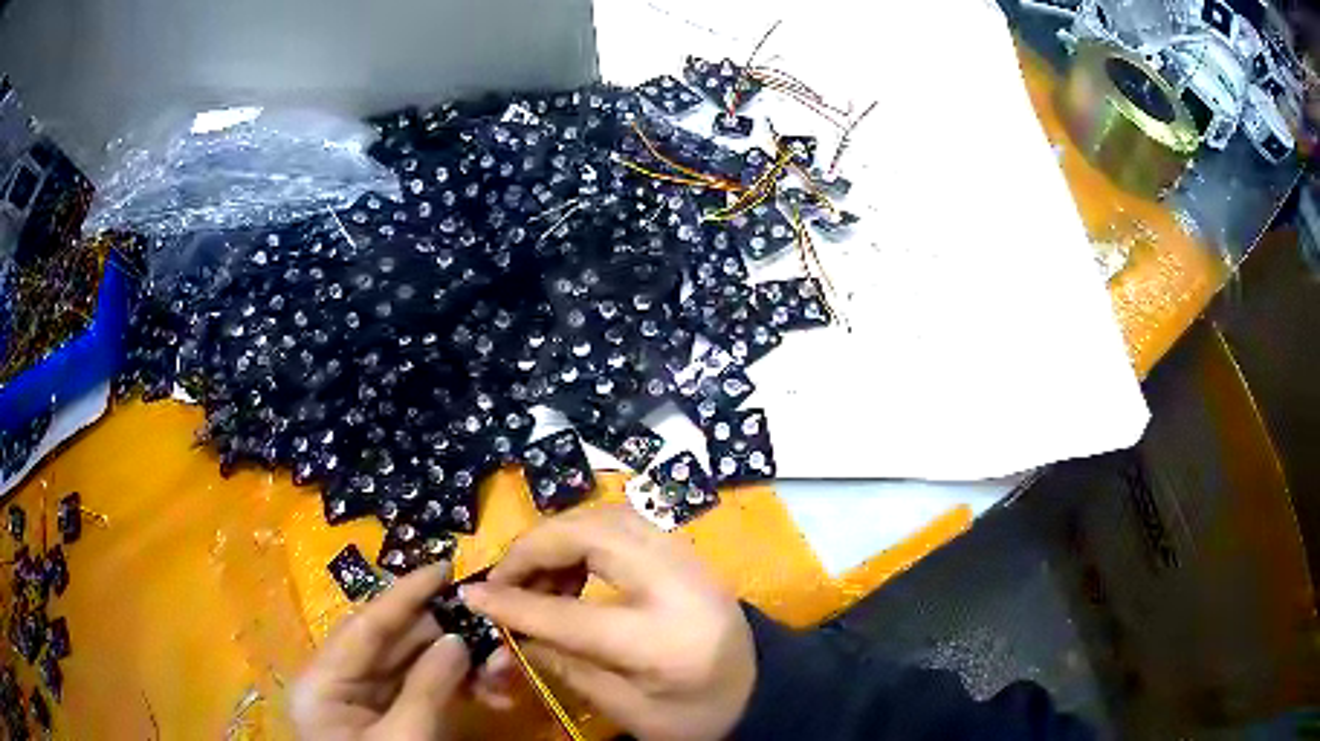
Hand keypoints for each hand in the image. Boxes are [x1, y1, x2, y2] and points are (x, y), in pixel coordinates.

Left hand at [291, 563, 469, 740]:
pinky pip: (415, 689)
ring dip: (451, 660)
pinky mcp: (382, 717)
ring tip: (493, 658)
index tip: (444, 565)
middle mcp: (337, 681)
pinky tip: (482, 684)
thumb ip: (428, 689)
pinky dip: (448, 684)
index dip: (405, 594)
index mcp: (323, 681)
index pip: (366, 625)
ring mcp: (360, 700)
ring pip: (407, 666)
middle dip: (440, 632)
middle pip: (389, 643)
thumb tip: (456, 638)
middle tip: (485, 617)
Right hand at [461, 505, 755, 740]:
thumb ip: (567, 665)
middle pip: (590, 537)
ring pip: (606, 516)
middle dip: (533, 549)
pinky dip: (584, 534)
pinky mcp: (686, 550)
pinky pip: (623, 521)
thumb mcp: (630, 711)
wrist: (764, 688)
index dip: (514, 603)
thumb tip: (511, 630)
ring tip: (535, 576)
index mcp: (664, 639)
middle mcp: (678, 583)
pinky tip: (570, 567)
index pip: (571, 614)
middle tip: (503, 578)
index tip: (472, 595)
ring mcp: (688, 557)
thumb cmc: (699, 714)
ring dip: (558, 537)